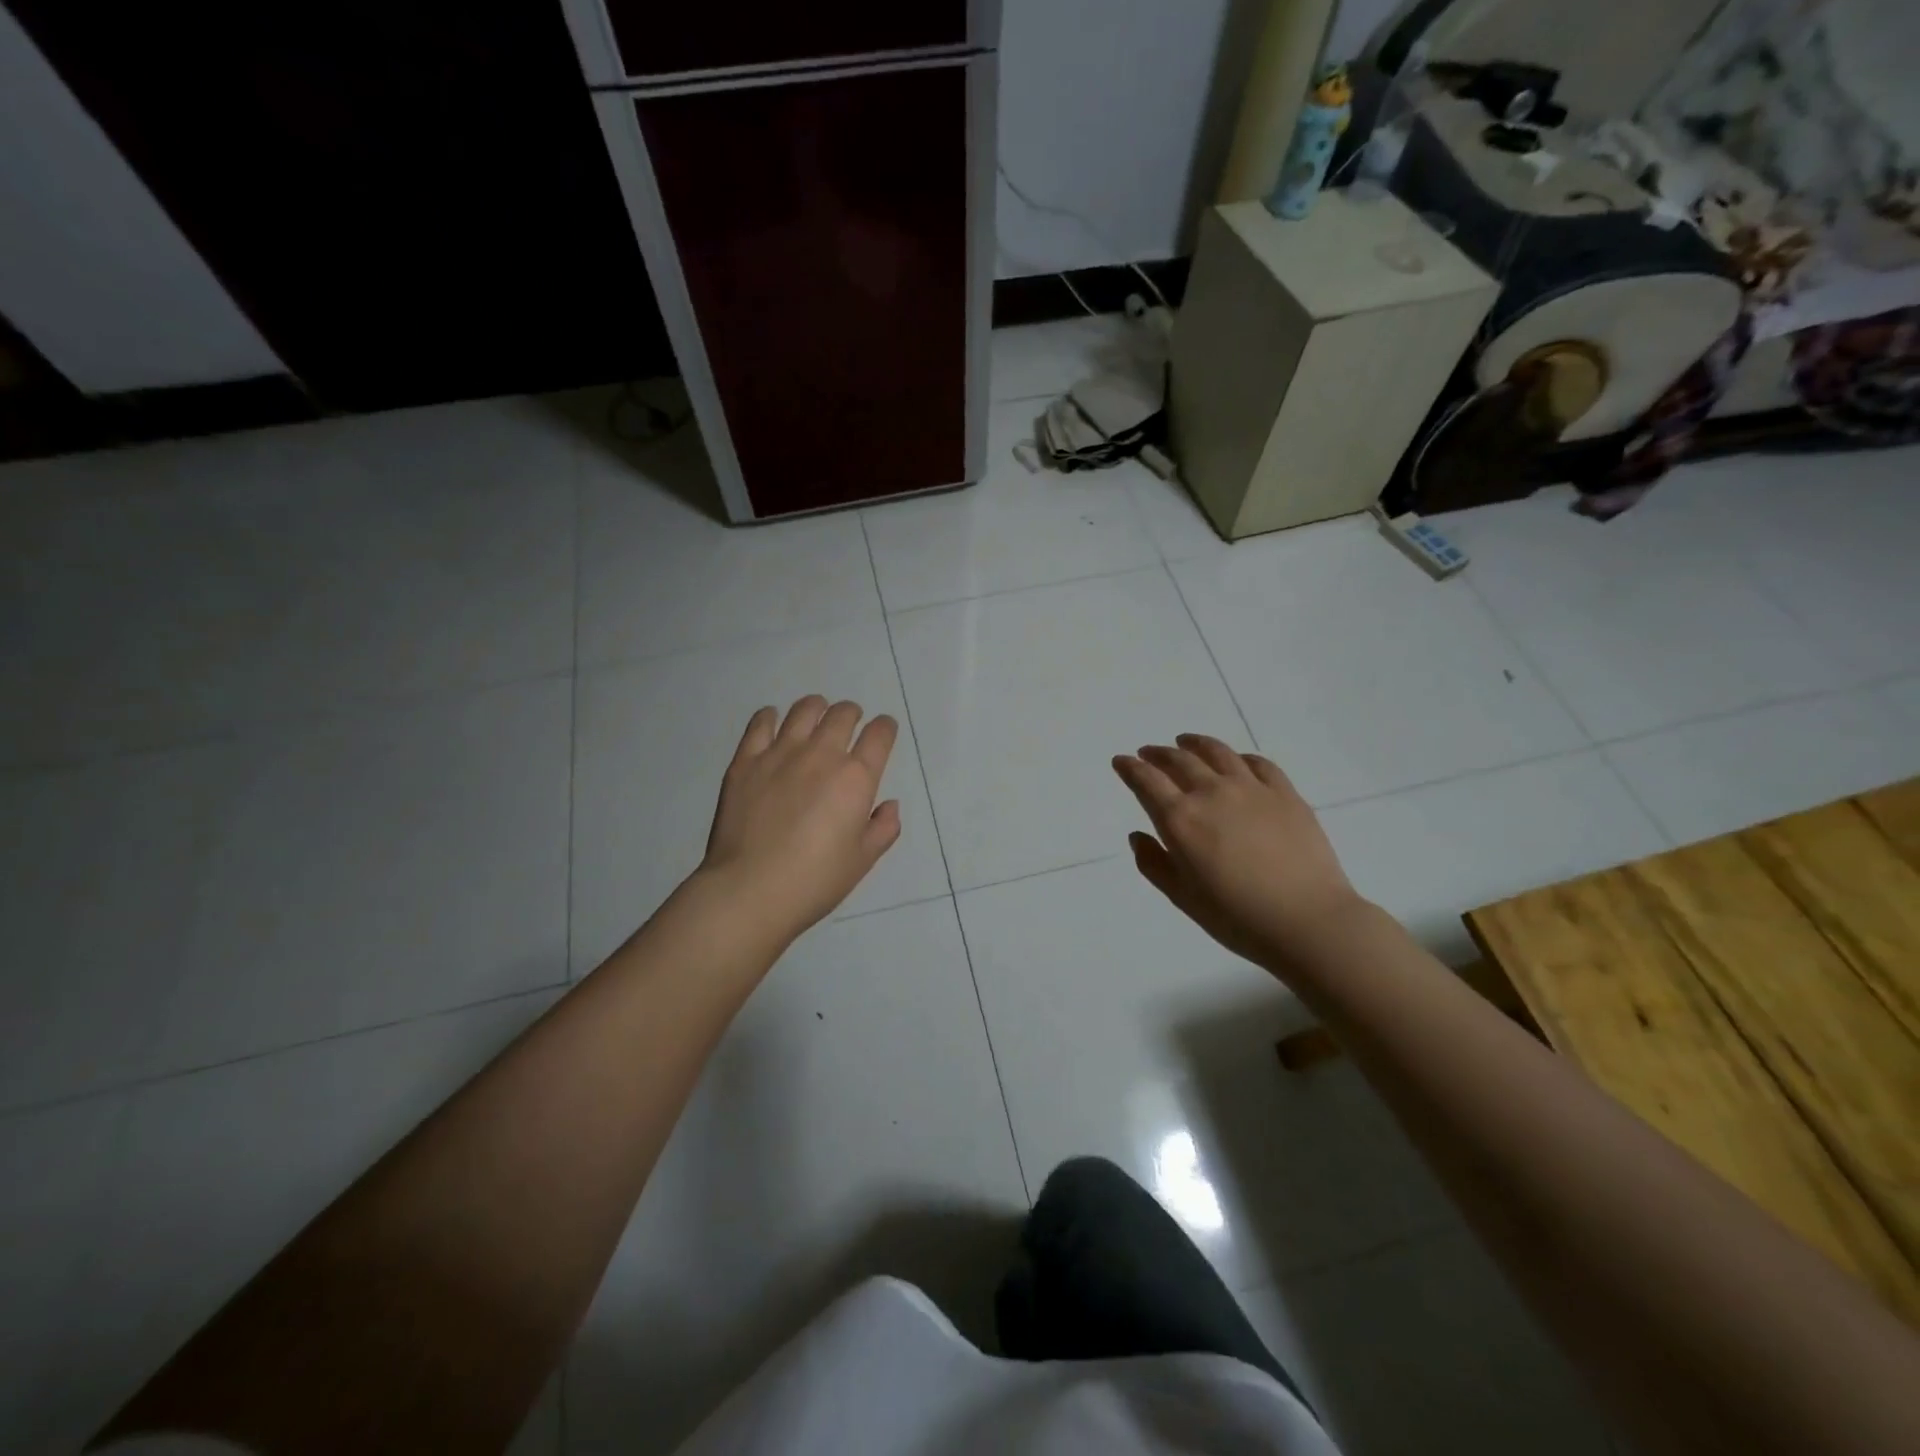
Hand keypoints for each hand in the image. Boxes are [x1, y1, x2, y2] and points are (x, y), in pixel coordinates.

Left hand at [700, 696, 900, 943]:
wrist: (750, 889)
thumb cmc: (815, 880)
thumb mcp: (862, 861)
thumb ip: (883, 829)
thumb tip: (889, 805)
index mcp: (856, 778)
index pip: (879, 735)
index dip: (885, 728)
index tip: (883, 731)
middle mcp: (821, 755)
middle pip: (843, 715)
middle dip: (852, 714)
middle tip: (850, 723)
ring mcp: (780, 753)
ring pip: (804, 710)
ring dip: (817, 708)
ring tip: (816, 715)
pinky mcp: (746, 760)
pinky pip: (761, 723)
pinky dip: (771, 716)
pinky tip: (773, 721)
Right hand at [1113, 735, 1364, 973]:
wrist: (1307, 920)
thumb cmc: (1237, 917)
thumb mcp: (1183, 897)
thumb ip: (1154, 864)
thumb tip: (1138, 836)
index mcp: (1180, 819)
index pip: (1146, 781)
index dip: (1130, 768)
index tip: (1121, 760)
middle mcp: (1211, 793)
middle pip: (1179, 760)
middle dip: (1158, 754)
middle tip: (1148, 752)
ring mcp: (1251, 788)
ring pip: (1217, 752)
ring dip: (1195, 744)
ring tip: (1185, 742)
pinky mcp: (1285, 793)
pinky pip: (1258, 763)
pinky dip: (1238, 757)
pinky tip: (1236, 760)